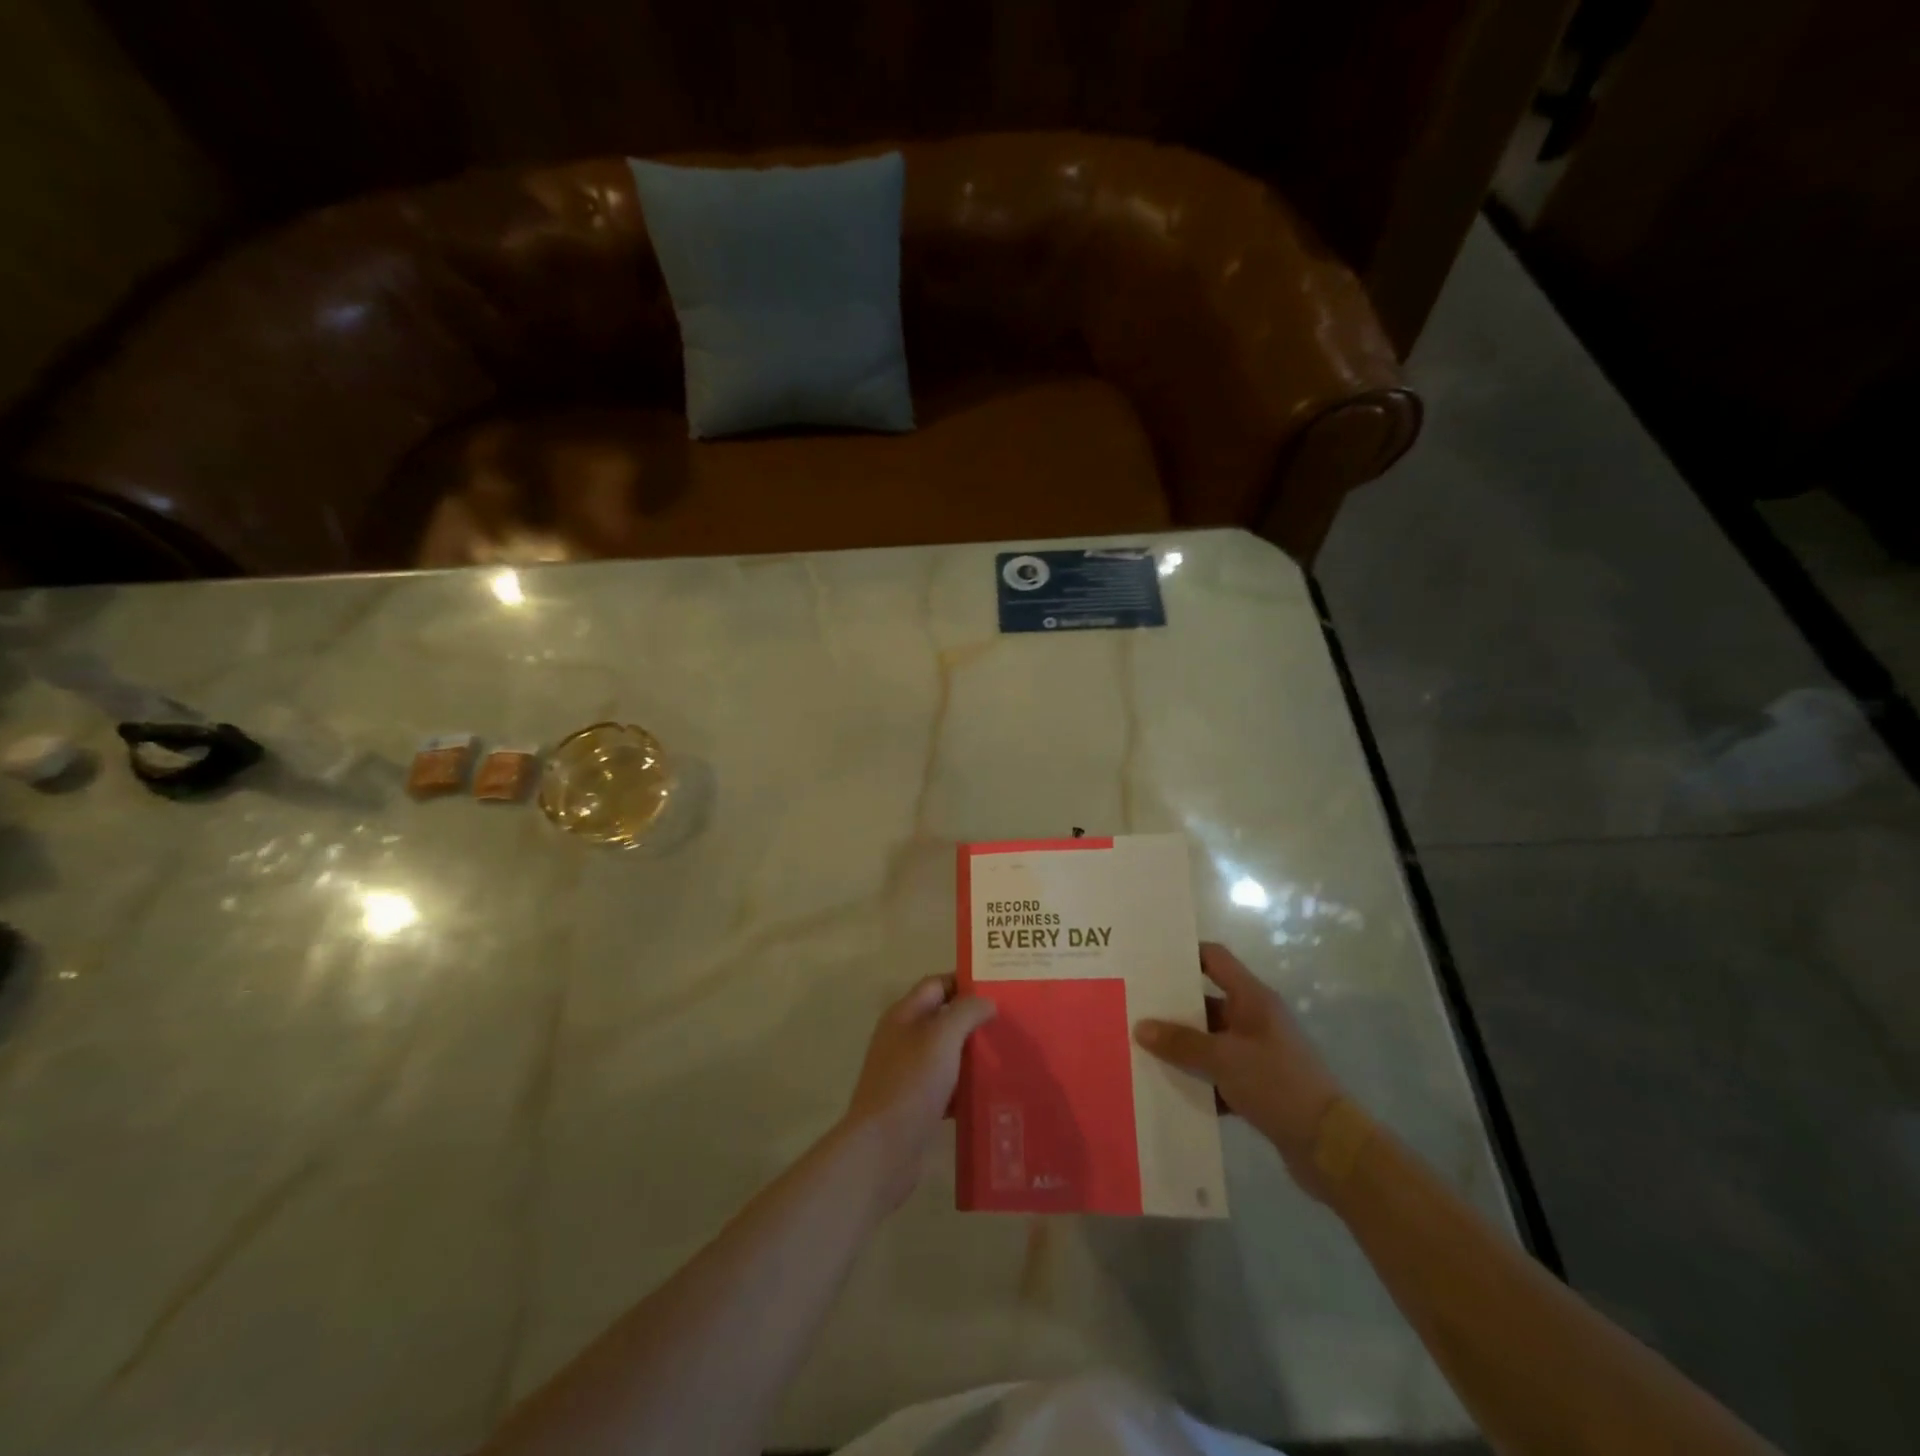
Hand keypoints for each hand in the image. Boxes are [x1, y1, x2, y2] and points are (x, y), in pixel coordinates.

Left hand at [841, 975, 995, 1209]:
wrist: (882, 1149)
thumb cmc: (912, 1083)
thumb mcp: (942, 1037)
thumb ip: (966, 1012)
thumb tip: (986, 1001)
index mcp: (903, 1015)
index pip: (937, 984)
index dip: (965, 982)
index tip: (999, 988)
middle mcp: (902, 1039)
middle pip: (942, 1019)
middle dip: (974, 1019)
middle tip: (1009, 1022)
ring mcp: (907, 1073)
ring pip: (946, 1054)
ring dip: (972, 1055)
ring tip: (1007, 1055)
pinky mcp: (915, 1105)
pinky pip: (945, 1087)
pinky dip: (965, 1088)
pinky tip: (990, 1094)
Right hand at [1135, 943, 1348, 1197]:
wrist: (1330, 1146)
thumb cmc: (1278, 1084)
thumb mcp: (1224, 1059)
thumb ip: (1181, 1043)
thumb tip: (1141, 1027)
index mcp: (1252, 999)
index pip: (1214, 958)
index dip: (1183, 954)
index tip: (1149, 959)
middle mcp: (1255, 1018)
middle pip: (1206, 1001)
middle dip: (1172, 1007)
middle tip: (1134, 1007)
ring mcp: (1258, 1052)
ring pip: (1210, 1040)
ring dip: (1183, 1047)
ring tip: (1142, 1048)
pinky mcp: (1259, 1084)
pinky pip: (1219, 1072)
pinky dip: (1199, 1078)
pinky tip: (1170, 1087)